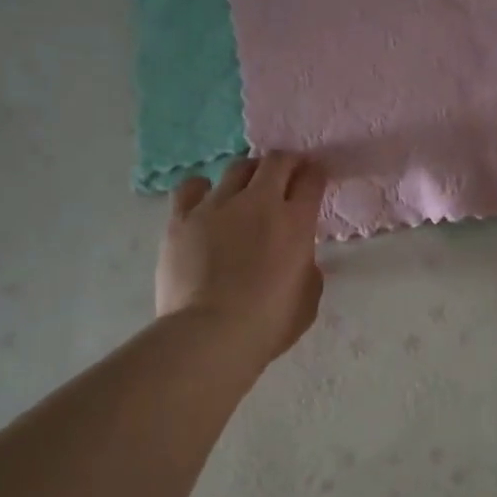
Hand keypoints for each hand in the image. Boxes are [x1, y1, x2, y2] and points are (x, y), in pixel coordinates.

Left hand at [156, 153, 326, 365]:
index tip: (314, 177)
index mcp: (295, 222)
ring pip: (237, 168)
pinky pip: (191, 187)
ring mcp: (216, 205)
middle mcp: (258, 202)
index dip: (315, 174)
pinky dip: (202, 187)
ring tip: (247, 187)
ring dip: (249, 173)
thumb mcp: (308, 299)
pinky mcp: (181, 217)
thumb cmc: (268, 324)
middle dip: (286, 163)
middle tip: (286, 174)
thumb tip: (298, 256)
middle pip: (276, 162)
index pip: (311, 180)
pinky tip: (205, 199)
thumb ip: (307, 268)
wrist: (210, 334)